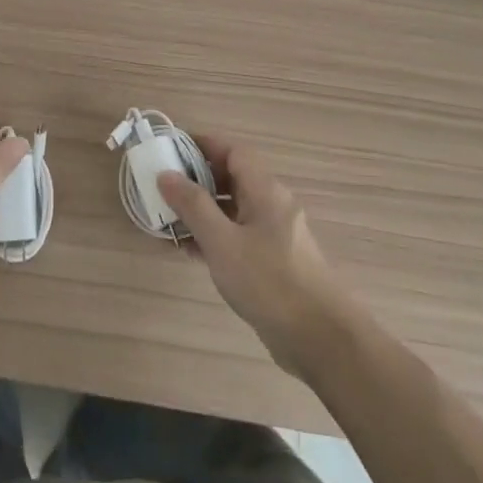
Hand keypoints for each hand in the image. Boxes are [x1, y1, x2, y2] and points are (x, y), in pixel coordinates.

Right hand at [158, 134, 354, 377]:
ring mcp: (275, 234)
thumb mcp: (223, 242)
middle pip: (232, 178)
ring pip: (234, 209)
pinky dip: (215, 235)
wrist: (320, 338)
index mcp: (264, 190)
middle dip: (197, 178)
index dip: (203, 145)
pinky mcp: (274, 262)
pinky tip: (191, 251)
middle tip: (163, 186)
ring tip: (168, 219)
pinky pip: (239, 235)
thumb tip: (166, 174)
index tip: (171, 148)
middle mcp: (272, 205)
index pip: (233, 151)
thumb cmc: (269, 282)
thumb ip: (193, 206)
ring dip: (203, 210)